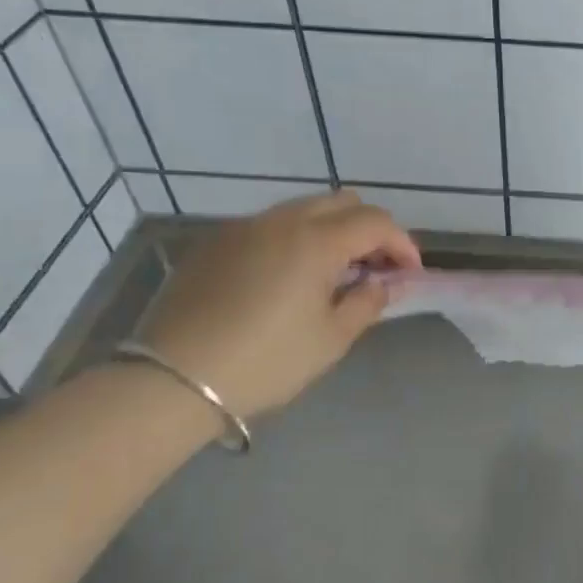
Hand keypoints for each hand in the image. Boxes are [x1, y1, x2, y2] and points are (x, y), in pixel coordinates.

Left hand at [139, 191, 419, 417]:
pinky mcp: (215, 243)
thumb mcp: (331, 339)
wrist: (173, 380)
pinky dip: (295, 239)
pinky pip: (270, 226)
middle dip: (369, 230)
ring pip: (304, 209)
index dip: (402, 245)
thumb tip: (383, 283)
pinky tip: (289, 278)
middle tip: (374, 269)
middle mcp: (281, 221)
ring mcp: (243, 228)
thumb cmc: (266, 361)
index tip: (409, 275)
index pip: (376, 223)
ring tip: (334, 274)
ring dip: (332, 231)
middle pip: (342, 202)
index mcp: (316, 241)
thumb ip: (367, 302)